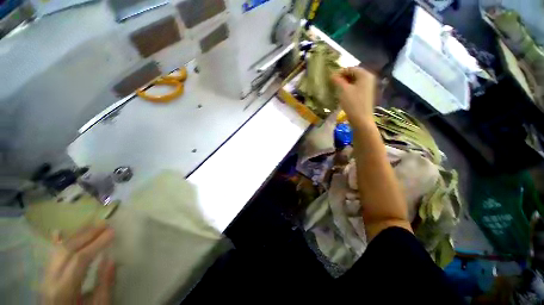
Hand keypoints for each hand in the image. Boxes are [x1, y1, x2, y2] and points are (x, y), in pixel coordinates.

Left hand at [42, 222, 114, 304]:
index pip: (80, 259)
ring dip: (76, 236)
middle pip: (66, 250)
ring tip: (93, 227)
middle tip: (105, 224)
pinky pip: (50, 255)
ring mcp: (45, 276)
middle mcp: (50, 280)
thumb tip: (112, 259)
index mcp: (64, 290)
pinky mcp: (45, 275)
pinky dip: (57, 243)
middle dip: (86, 235)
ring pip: (58, 250)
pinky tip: (59, 232)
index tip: (113, 232)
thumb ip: (104, 284)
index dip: (96, 243)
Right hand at [331, 67, 376, 125]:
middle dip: (343, 77)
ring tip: (336, 88)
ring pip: (355, 81)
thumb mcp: (344, 90)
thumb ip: (338, 80)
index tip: (331, 78)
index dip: (340, 72)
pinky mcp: (366, 94)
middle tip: (333, 83)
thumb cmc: (352, 103)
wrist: (361, 119)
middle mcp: (369, 78)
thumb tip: (332, 75)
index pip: (351, 68)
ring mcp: (368, 87)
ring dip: (345, 83)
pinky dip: (349, 88)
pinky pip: (356, 87)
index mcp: (365, 75)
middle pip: (354, 74)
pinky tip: (343, 93)